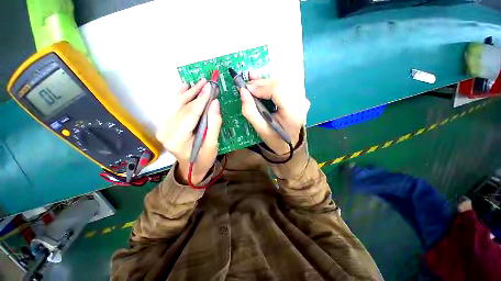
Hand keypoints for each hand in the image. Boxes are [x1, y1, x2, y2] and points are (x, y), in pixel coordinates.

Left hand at [156, 79, 221, 184]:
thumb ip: (214, 123)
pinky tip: (185, 87)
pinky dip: (180, 96)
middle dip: (196, 93)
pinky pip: (174, 108)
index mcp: (177, 138)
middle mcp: (166, 131)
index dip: (201, 99)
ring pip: (177, 105)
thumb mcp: (212, 143)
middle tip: (206, 82)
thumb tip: (215, 103)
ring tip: (198, 83)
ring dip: (188, 93)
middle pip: (182, 107)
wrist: (191, 168)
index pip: (190, 113)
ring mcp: (164, 128)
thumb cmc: (204, 158)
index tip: (210, 86)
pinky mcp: (166, 126)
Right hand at [239, 75, 309, 154]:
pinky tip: (261, 82)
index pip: (279, 90)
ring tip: (252, 83)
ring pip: (282, 81)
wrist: (289, 143)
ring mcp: (302, 97)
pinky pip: (284, 84)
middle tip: (247, 86)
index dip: (262, 87)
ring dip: (265, 81)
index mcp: (293, 112)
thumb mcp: (260, 129)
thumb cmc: (275, 139)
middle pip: (280, 83)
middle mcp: (301, 102)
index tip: (247, 89)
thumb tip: (243, 91)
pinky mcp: (299, 96)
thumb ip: (250, 111)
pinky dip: (271, 83)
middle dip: (261, 83)